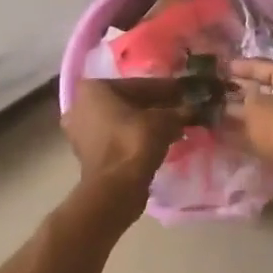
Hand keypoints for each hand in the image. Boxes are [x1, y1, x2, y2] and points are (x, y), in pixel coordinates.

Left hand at [62, 78, 189, 199]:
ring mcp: (80, 132)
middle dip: (154, 107)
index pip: (137, 85)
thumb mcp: (165, 120)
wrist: (116, 187)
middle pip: (127, 103)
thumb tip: (193, 109)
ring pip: (122, 121)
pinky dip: (136, 138)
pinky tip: (161, 141)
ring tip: (175, 126)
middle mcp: (80, 106)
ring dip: (146, 124)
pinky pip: (117, 138)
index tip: (184, 92)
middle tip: (181, 109)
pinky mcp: (87, 155)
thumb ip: (178, 111)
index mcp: (93, 89)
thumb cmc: (135, 141)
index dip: (165, 89)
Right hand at [226, 60, 272, 217]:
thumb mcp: (254, 108)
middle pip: (268, 88)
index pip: (262, 64)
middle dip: (243, 91)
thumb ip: (242, 101)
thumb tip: (235, 100)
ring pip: (271, 111)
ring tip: (221, 115)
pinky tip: (236, 137)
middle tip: (218, 93)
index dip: (239, 67)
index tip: (220, 69)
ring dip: (249, 114)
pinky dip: (258, 132)